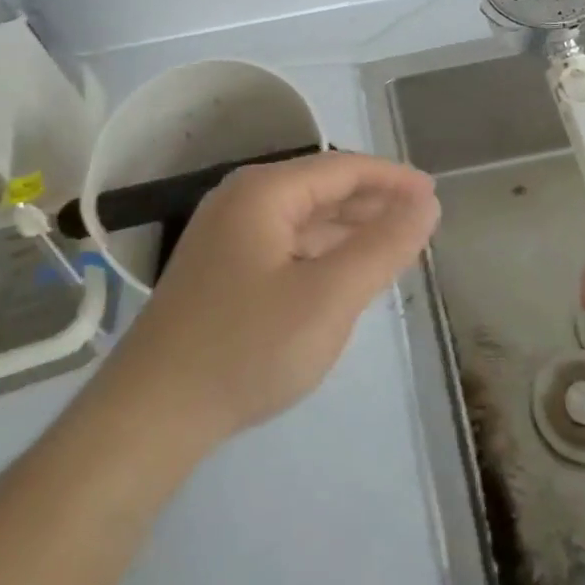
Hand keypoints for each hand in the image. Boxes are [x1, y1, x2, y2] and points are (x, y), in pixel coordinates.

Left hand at [104, 152, 438, 445]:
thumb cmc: (246, 348)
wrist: (150, 416)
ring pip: (303, 219)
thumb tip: (426, 202)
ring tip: (392, 245)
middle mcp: (242, 201)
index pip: (343, 168)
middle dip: (373, 203)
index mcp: (264, 192)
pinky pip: (286, 245)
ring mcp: (226, 235)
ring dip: (349, 229)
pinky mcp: (221, 270)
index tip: (434, 195)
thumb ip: (383, 246)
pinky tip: (342, 273)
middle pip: (322, 188)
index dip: (393, 179)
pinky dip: (321, 253)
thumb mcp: (329, 297)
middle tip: (420, 222)